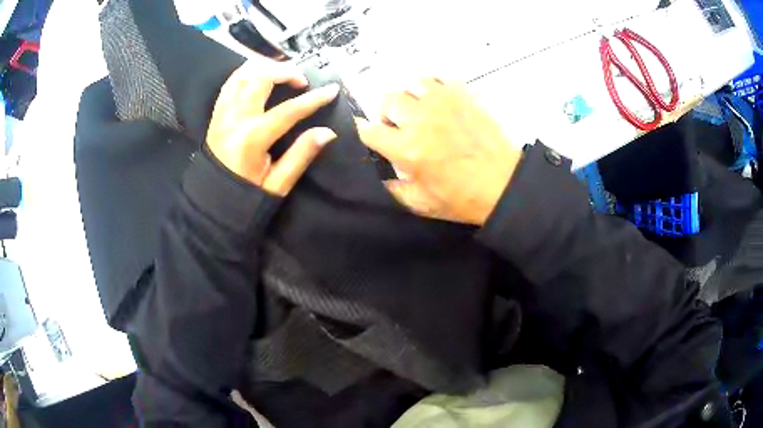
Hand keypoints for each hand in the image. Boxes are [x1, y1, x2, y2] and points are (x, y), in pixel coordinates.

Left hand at [207, 62, 339, 195]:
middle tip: (302, 80)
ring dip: (266, 67)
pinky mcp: (216, 113)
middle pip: (261, 79)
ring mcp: (222, 113)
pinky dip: (247, 72)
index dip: (313, 99)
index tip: (332, 90)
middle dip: (286, 72)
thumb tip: (327, 132)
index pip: (288, 111)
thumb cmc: (246, 195)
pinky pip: (231, 82)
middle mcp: (234, 119)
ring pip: (243, 74)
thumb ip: (301, 155)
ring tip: (283, 72)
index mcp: (251, 139)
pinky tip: (261, 74)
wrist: (213, 203)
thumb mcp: (278, 183)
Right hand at [356, 78, 521, 224]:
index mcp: (407, 148)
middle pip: (387, 100)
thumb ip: (392, 187)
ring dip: (412, 98)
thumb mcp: (420, 204)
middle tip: (400, 127)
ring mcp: (444, 104)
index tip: (373, 137)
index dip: (366, 133)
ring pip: (412, 84)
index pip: (369, 130)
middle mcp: (421, 119)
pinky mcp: (464, 97)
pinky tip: (441, 104)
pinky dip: (436, 89)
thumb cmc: (462, 198)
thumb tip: (380, 170)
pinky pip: (441, 81)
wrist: (504, 186)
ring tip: (422, 112)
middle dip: (387, 114)